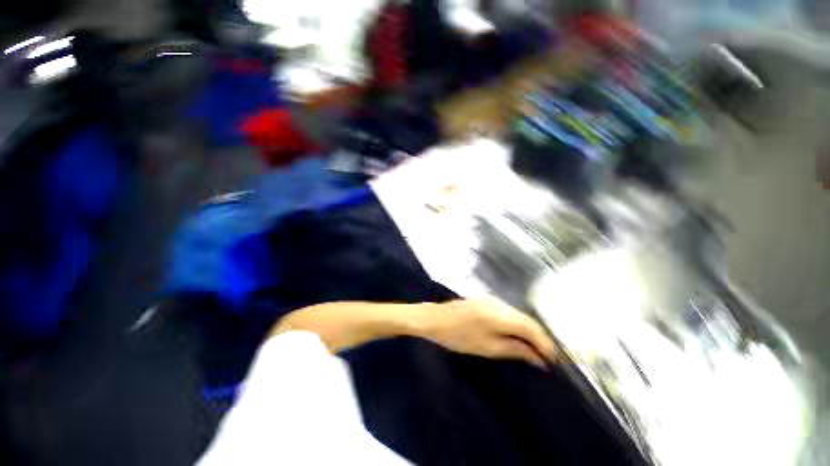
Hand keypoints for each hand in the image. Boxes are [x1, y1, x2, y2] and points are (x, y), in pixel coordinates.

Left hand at [424, 299, 557, 367]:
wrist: (435, 319)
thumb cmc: (460, 336)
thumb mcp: (489, 347)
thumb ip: (516, 350)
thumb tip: (538, 358)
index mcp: (503, 314)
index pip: (533, 328)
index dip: (546, 344)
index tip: (555, 361)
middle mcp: (501, 303)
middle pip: (528, 320)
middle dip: (538, 339)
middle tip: (546, 358)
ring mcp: (493, 300)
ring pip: (518, 316)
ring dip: (527, 332)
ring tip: (533, 350)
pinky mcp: (486, 301)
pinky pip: (508, 313)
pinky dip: (516, 325)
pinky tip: (516, 336)